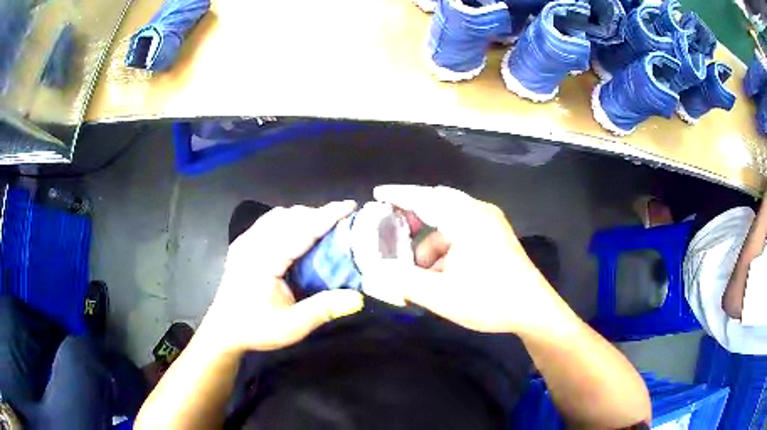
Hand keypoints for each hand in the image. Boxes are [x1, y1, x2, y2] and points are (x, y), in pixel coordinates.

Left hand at [202, 201, 364, 353]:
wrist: (223, 331)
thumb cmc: (256, 328)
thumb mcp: (292, 326)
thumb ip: (324, 309)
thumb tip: (358, 298)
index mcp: (264, 260)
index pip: (301, 229)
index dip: (327, 215)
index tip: (350, 205)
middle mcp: (252, 243)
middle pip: (290, 217)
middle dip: (318, 214)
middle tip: (342, 222)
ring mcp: (245, 241)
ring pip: (278, 215)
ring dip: (303, 216)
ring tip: (323, 226)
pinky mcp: (242, 244)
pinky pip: (269, 221)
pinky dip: (288, 221)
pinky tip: (297, 233)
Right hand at [368, 185, 561, 334]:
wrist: (533, 310)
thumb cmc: (489, 299)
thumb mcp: (440, 295)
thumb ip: (403, 281)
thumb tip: (372, 272)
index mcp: (465, 218)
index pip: (424, 198)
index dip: (398, 195)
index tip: (376, 193)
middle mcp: (479, 212)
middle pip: (437, 204)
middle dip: (413, 218)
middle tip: (393, 232)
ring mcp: (490, 223)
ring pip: (449, 222)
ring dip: (431, 241)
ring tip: (419, 270)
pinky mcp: (496, 235)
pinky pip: (462, 231)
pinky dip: (447, 246)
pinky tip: (442, 273)